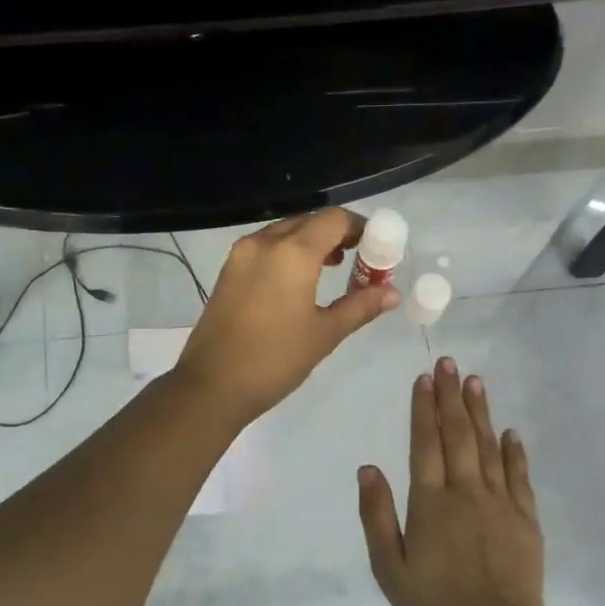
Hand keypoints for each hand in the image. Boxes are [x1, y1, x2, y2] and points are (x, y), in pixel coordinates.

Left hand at [177, 208, 399, 423]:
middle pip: (309, 221)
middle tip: (359, 259)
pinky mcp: (227, 271)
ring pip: (284, 232)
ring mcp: (241, 255)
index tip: (377, 247)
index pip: (334, 219)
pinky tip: (298, 282)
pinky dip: (287, 253)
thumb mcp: (324, 334)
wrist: (212, 385)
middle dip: (337, 234)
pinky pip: (265, 248)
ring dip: (311, 242)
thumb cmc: (275, 360)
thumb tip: (392, 293)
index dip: (360, 228)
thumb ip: (360, 306)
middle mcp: (264, 242)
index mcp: (292, 252)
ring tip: (333, 268)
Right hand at [357, 358, 544, 605]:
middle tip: (448, 363)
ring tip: (474, 382)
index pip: (424, 444)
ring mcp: (500, 503)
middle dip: (450, 397)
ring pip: (487, 447)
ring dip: (480, 413)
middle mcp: (465, 492)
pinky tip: (510, 432)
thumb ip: (377, 516)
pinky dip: (514, 452)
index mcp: (430, 503)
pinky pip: (519, 476)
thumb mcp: (389, 568)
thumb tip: (367, 469)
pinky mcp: (525, 519)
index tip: (423, 379)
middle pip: (457, 435)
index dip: (423, 409)